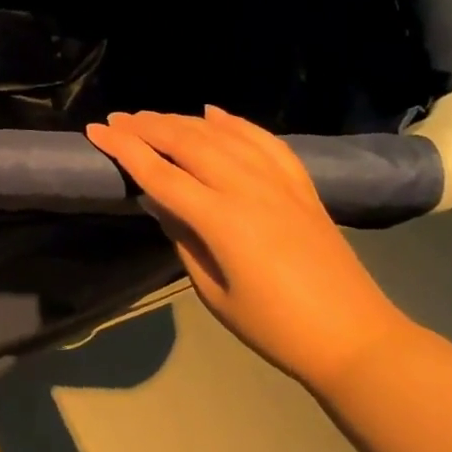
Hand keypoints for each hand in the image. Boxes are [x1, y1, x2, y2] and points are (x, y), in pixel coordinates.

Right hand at [86, 106, 411, 390]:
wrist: (355, 337)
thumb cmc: (274, 327)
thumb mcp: (213, 292)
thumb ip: (183, 239)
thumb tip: (161, 202)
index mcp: (222, 220)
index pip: (160, 173)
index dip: (124, 149)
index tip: (96, 130)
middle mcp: (248, 188)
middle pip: (188, 143)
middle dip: (148, 126)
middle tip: (117, 119)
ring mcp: (279, 182)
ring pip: (222, 135)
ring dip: (182, 120)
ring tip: (152, 116)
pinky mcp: (300, 185)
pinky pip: (263, 140)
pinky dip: (234, 122)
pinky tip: (213, 113)